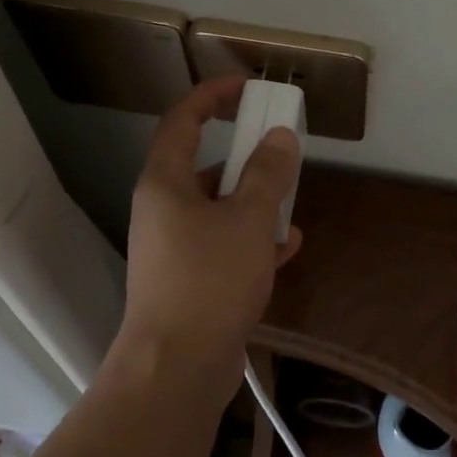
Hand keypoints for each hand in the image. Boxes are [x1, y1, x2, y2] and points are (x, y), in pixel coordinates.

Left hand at [116, 78, 302, 392]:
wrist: (178, 368)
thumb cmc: (209, 282)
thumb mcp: (248, 220)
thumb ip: (268, 174)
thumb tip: (280, 136)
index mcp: (165, 184)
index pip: (182, 121)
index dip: (211, 96)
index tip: (246, 87)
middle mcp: (164, 211)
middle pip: (206, 167)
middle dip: (247, 160)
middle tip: (282, 156)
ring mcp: (174, 248)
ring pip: (219, 210)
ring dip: (256, 205)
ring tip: (292, 209)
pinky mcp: (189, 281)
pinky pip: (224, 246)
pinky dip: (253, 242)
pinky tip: (287, 249)